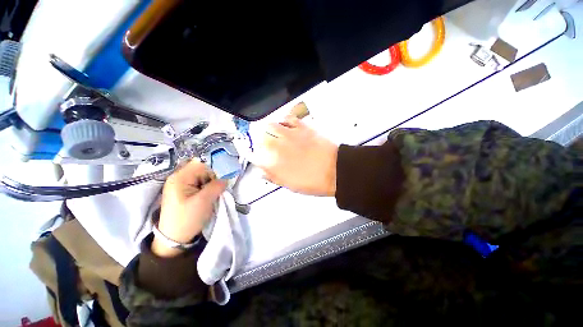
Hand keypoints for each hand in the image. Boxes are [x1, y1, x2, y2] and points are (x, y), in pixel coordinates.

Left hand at [153, 160, 225, 256]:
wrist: (174, 239)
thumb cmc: (187, 219)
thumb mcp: (204, 201)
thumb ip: (216, 186)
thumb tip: (227, 177)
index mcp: (180, 177)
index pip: (202, 164)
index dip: (215, 168)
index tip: (226, 177)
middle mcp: (179, 177)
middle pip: (202, 169)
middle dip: (214, 176)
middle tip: (221, 187)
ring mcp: (182, 184)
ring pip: (203, 176)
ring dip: (212, 182)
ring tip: (216, 192)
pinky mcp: (185, 191)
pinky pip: (200, 183)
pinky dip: (208, 187)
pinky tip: (210, 195)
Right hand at [252, 113, 337, 195]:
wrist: (336, 170)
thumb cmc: (314, 182)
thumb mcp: (291, 185)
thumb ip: (274, 177)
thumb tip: (261, 172)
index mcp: (275, 164)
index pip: (255, 156)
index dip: (253, 155)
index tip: (256, 155)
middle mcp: (278, 147)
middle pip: (259, 139)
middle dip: (259, 141)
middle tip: (264, 144)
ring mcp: (290, 135)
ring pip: (270, 126)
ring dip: (268, 129)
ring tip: (272, 132)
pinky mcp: (302, 127)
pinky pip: (288, 118)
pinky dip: (283, 120)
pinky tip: (284, 125)